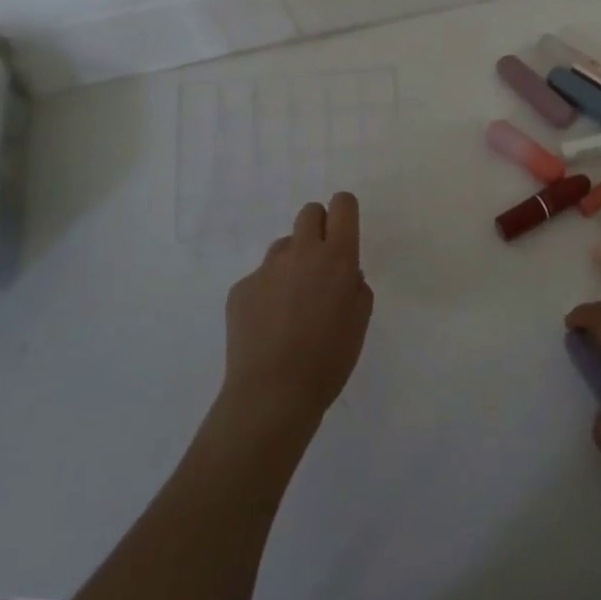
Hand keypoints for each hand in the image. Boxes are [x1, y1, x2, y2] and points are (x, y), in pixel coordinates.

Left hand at [220, 192, 372, 442]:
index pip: (342, 206)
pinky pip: (261, 278)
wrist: (273, 393)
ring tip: (292, 302)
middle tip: (320, 261)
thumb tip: (344, 275)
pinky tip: (269, 325)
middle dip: (318, 227)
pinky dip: (268, 292)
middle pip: (309, 213)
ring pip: (284, 246)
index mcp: (337, 258)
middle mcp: (302, 253)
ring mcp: (267, 269)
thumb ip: (356, 287)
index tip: (344, 227)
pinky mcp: (240, 288)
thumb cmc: (329, 359)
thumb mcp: (360, 320)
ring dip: (292, 261)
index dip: (344, 210)